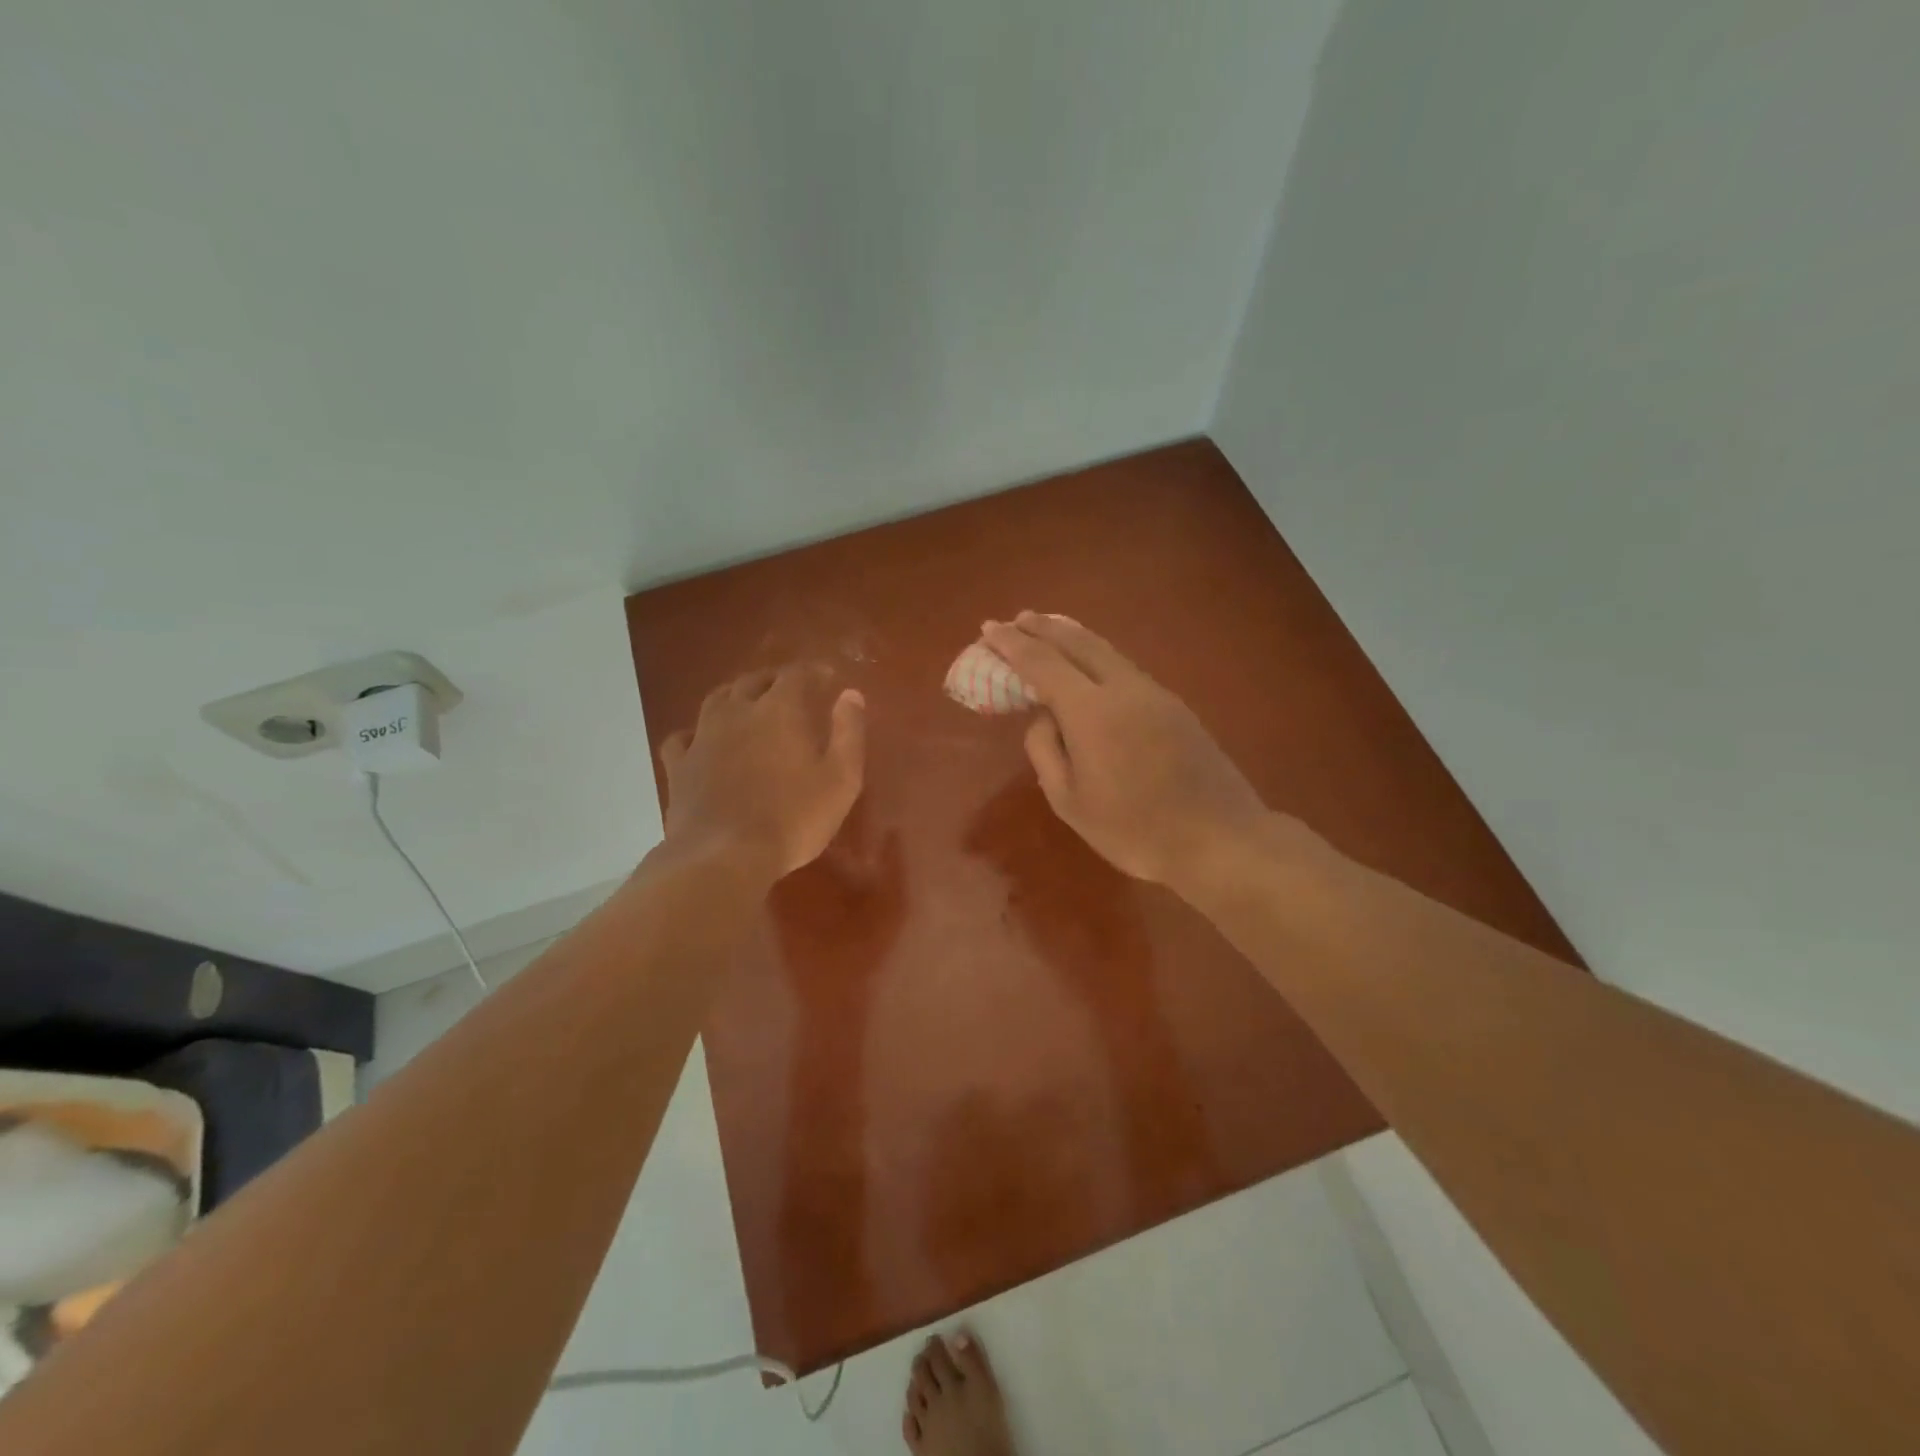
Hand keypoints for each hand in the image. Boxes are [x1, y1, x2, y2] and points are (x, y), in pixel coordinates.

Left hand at [660, 665, 866, 879]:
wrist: (724, 856)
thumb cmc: (794, 818)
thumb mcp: (841, 779)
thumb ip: (848, 733)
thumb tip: (851, 694)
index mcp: (779, 711)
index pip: (796, 675)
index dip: (814, 671)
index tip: (827, 676)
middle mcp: (737, 712)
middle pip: (753, 681)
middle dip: (774, 679)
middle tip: (789, 688)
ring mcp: (702, 737)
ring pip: (716, 700)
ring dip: (735, 695)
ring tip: (747, 703)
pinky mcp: (679, 766)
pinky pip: (682, 737)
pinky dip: (696, 733)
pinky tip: (701, 741)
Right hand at [981, 613, 1267, 892]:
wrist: (1219, 840)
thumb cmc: (1134, 830)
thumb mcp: (1070, 802)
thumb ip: (1046, 751)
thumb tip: (1043, 716)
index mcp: (1092, 712)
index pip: (1042, 663)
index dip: (1012, 644)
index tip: (989, 629)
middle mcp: (1123, 689)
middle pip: (1078, 642)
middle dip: (1043, 628)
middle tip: (1017, 619)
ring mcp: (1155, 694)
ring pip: (1106, 650)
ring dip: (1072, 637)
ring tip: (1047, 630)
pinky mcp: (1174, 706)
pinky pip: (1124, 667)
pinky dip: (1096, 655)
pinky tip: (1089, 664)